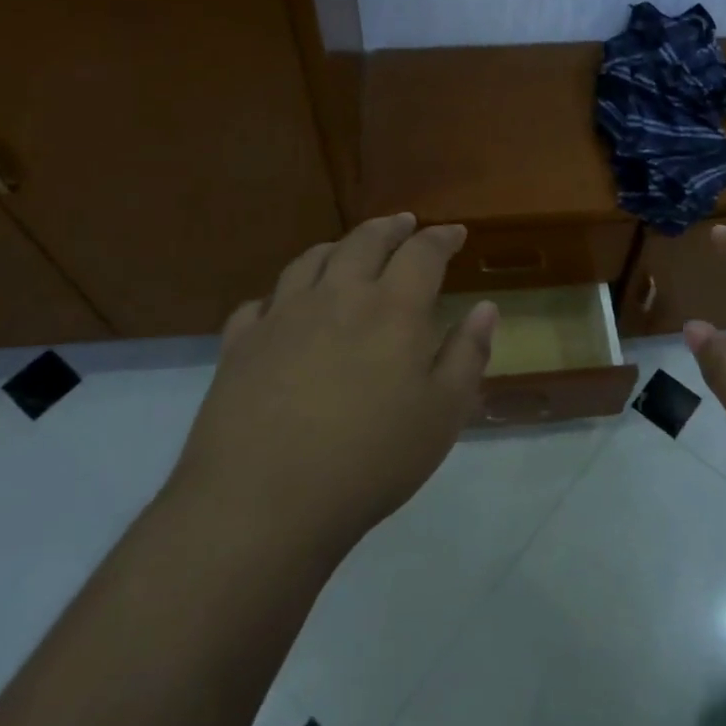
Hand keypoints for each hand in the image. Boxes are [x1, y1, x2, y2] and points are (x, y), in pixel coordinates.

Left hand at [173, 214, 497, 555]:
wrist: (265, 502)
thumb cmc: (371, 460)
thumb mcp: (443, 414)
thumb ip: (468, 354)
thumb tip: (486, 308)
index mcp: (392, 309)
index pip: (422, 253)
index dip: (441, 238)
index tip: (454, 233)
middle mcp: (336, 296)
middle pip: (364, 241)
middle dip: (390, 228)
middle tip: (403, 224)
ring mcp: (281, 316)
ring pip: (310, 260)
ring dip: (338, 246)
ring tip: (349, 249)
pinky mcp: (240, 343)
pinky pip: (261, 301)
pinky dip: (282, 293)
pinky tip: (285, 305)